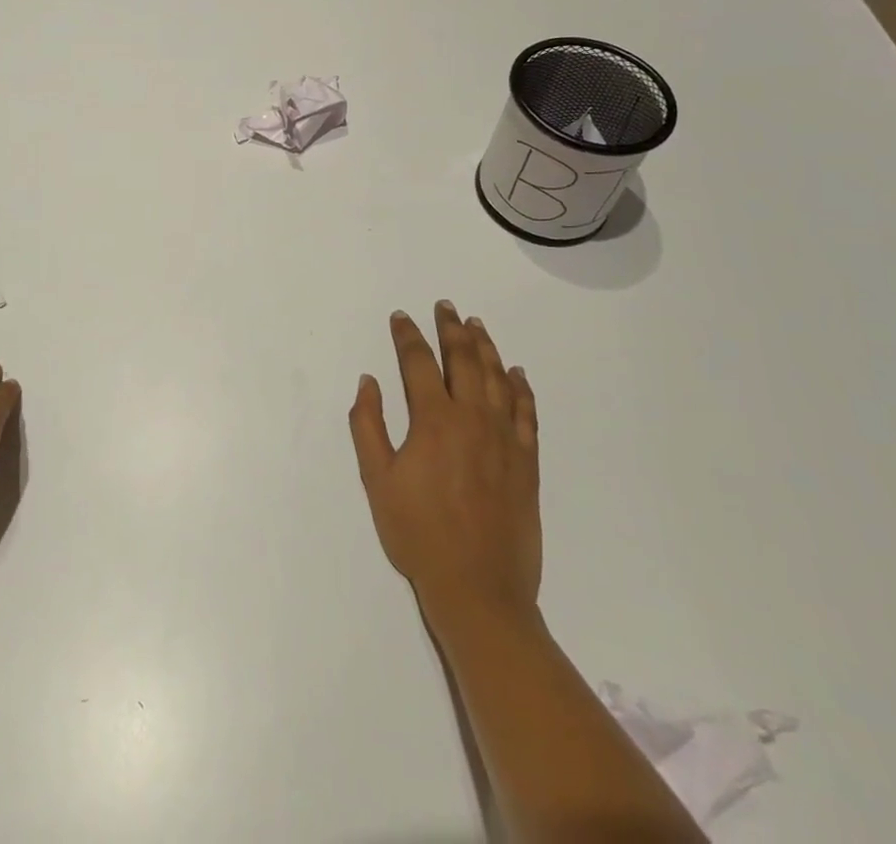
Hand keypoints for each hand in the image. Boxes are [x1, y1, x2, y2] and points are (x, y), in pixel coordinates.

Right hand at [349, 302, 541, 629]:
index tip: (401, 317)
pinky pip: (527, 412)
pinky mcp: (527, 461)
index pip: (418, 363)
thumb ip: (368, 425)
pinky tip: (516, 373)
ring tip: (476, 325)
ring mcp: (504, 438)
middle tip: (445, 306)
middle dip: (451, 329)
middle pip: (463, 359)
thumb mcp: (377, 480)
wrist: (479, 589)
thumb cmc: (418, 534)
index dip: (408, 336)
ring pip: (496, 378)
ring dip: (486, 347)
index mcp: (434, 420)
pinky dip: (521, 387)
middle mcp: (472, 418)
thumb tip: (368, 382)